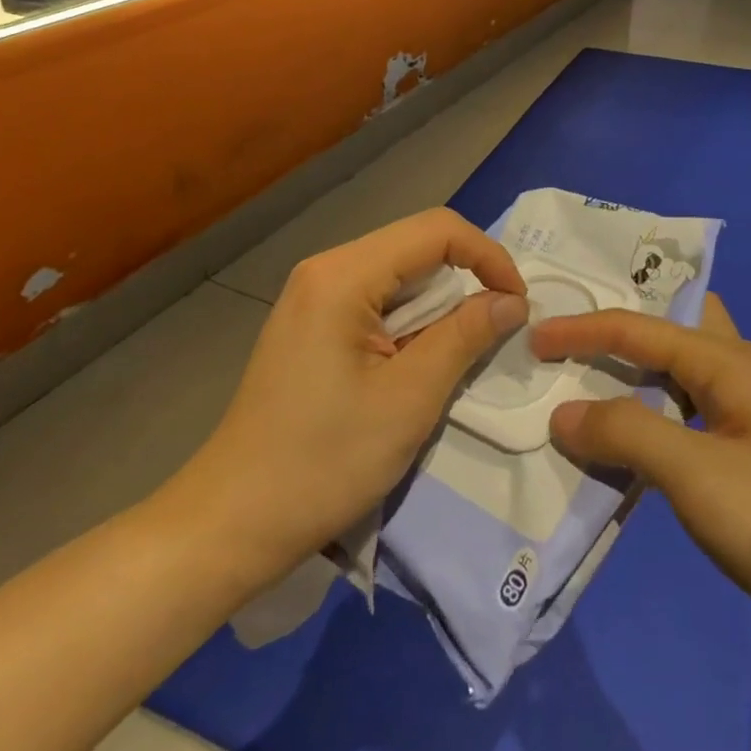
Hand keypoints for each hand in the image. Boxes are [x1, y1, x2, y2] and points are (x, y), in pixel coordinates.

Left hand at [186, 209, 527, 578]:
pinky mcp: (310, 325)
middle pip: (415, 247)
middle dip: (464, 281)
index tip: (517, 305)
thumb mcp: (409, 399)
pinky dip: (409, 322)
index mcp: (343, 274)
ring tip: (457, 355)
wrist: (233, 521)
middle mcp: (325, 270)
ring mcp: (312, 296)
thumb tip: (511, 301)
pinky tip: (415, 364)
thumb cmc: (323, 461)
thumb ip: (464, 337)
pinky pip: (375, 301)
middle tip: (495, 332)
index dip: (487, 256)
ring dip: (437, 307)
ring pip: (397, 276)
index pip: (435, 230)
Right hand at [535, 299, 750, 661]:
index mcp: (726, 362)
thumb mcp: (698, 475)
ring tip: (579, 386)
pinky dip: (647, 426)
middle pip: (665, 333)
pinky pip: (683, 426)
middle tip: (563, 335)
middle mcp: (737, 379)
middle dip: (615, 328)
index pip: (637, 327)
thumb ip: (627, 433)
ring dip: (629, 380)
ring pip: (674, 382)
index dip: (580, 328)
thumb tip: (564, 412)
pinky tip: (624, 452)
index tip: (531, 339)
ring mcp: (747, 424)